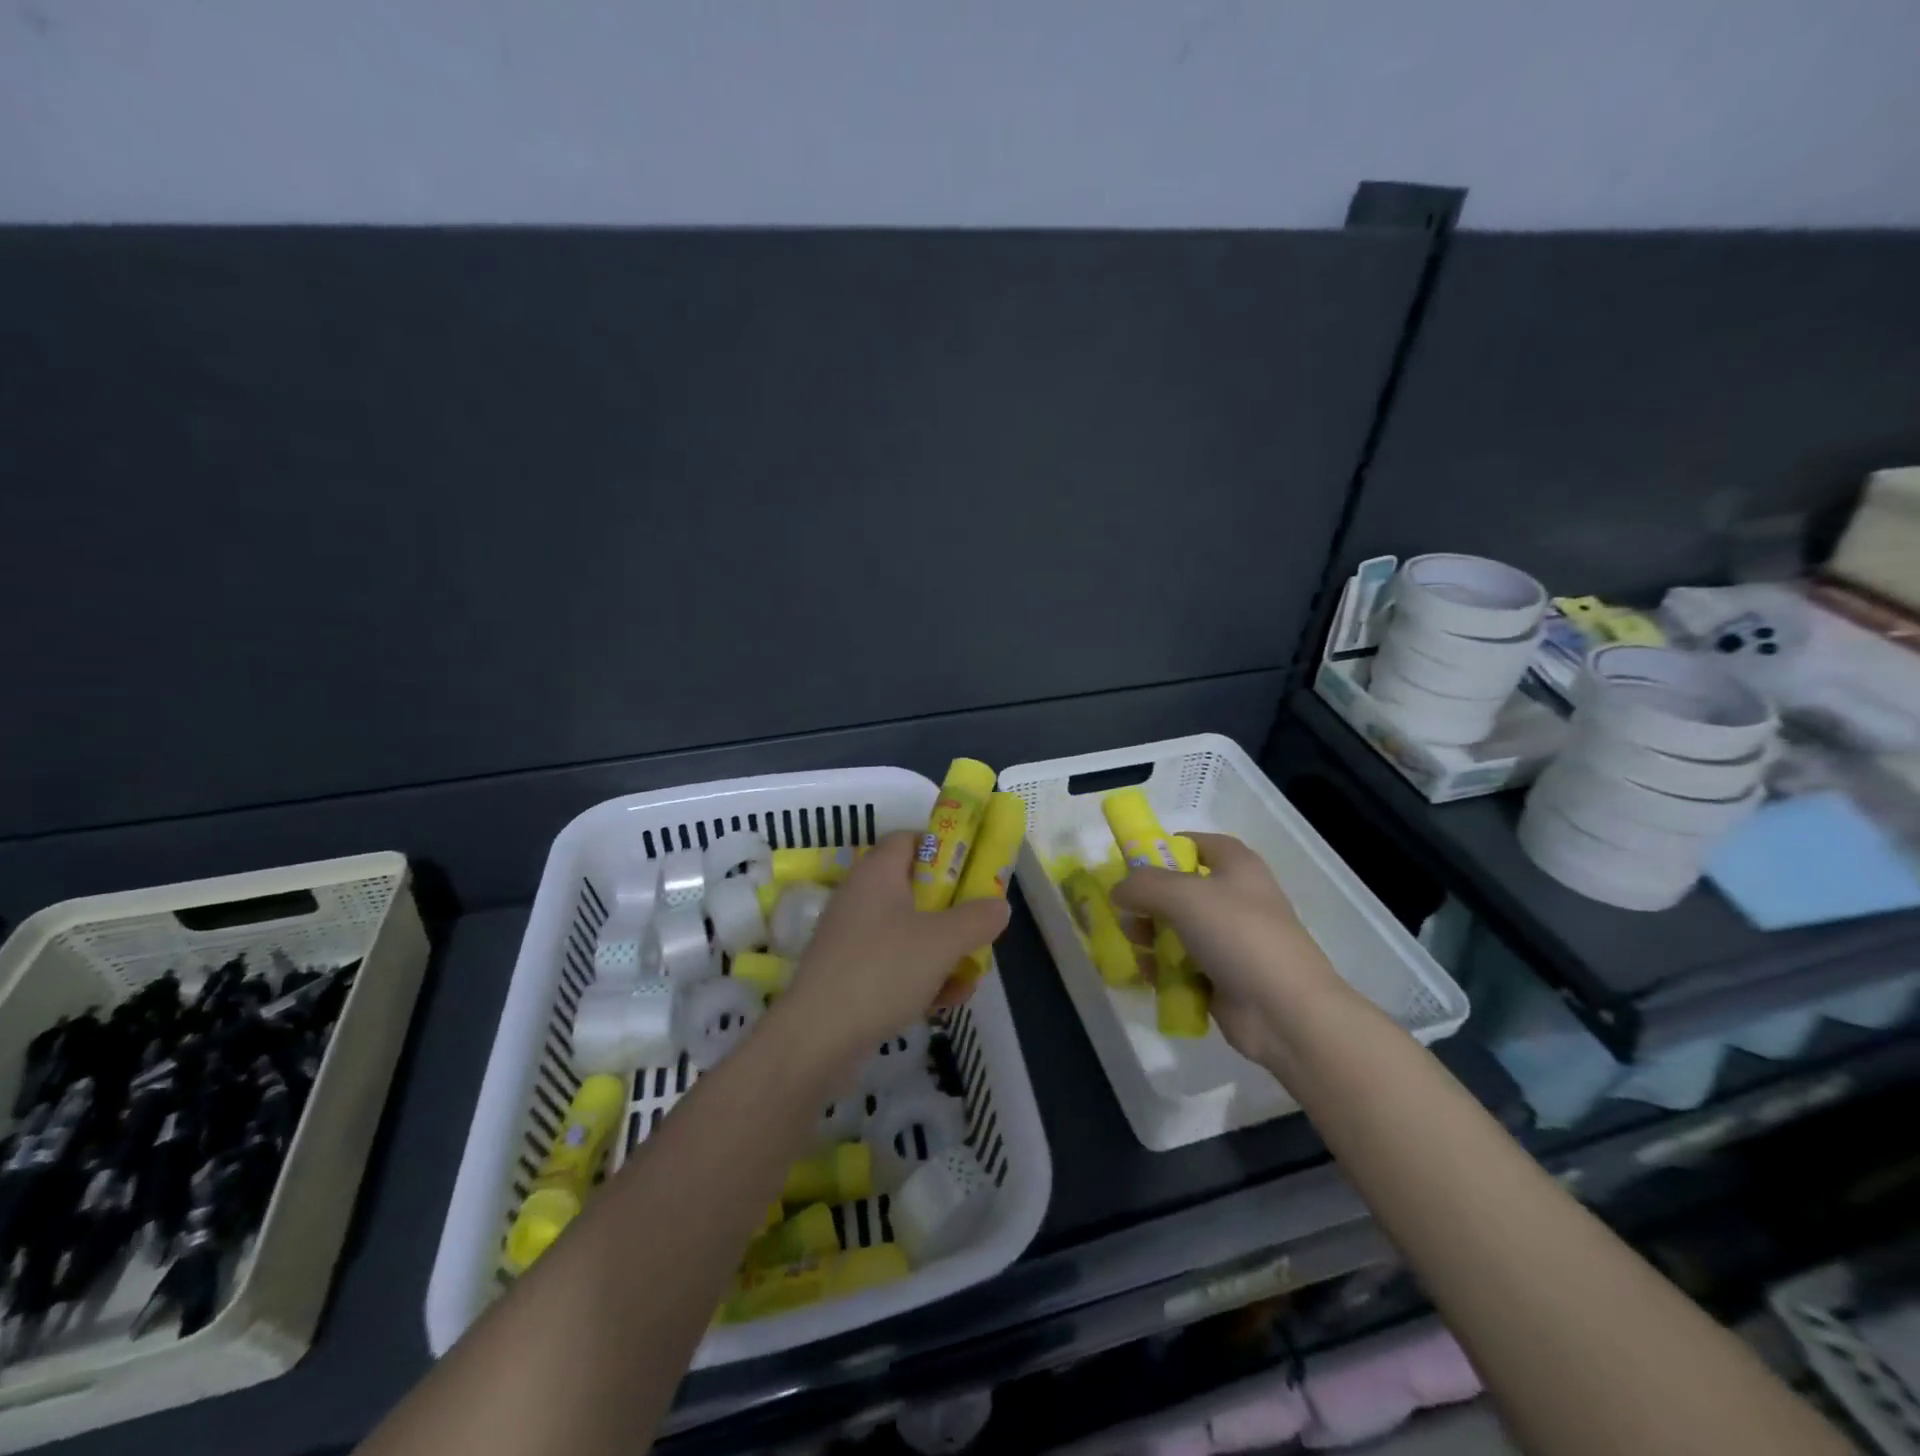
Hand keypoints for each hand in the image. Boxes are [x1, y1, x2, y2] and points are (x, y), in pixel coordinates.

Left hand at [779, 832, 1011, 1062]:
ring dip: (942, 952)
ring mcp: (852, 936)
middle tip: (978, 932)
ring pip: (909, 931)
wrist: (817, 1038)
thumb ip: (977, 918)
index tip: (973, 873)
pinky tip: (942, 1003)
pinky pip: (893, 963)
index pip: (911, 840)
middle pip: (917, 889)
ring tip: (967, 981)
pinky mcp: (849, 972)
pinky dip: (919, 977)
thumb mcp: (943, 942)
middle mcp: (861, 896)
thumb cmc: (883, 971)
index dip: (944, 850)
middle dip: (953, 914)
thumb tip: (999, 905)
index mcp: (878, 871)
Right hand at [1110, 832, 1348, 1066]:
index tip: (1131, 868)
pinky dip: (1163, 968)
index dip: (1162, 849)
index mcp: (1236, 865)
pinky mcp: (1222, 975)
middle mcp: (1233, 897)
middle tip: (1130, 918)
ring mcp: (1228, 939)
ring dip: (1150, 937)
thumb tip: (1118, 891)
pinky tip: (1151, 976)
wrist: (1285, 1011)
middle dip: (1147, 902)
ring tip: (1140, 951)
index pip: (1194, 843)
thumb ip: (1141, 885)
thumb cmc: (1238, 936)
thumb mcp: (1182, 895)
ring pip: (1175, 928)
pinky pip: (1181, 963)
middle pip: (1177, 889)